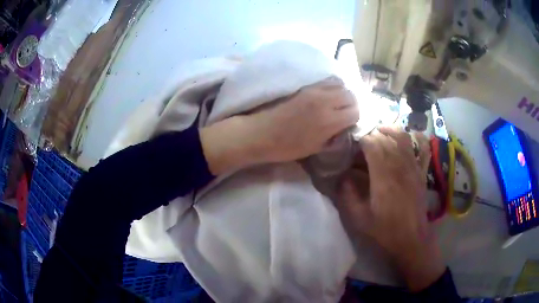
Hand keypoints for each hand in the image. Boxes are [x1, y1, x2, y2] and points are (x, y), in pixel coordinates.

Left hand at [200, 79, 358, 174]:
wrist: (261, 133)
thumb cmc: (287, 147)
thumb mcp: (316, 148)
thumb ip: (334, 136)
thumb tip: (344, 127)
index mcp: (329, 120)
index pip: (355, 111)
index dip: (355, 118)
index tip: (350, 123)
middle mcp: (325, 101)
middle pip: (350, 95)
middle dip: (352, 104)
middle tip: (345, 113)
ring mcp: (314, 91)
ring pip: (340, 85)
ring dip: (343, 94)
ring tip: (337, 104)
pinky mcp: (305, 87)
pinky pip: (326, 82)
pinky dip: (332, 88)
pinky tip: (327, 97)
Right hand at [336, 126, 444, 291]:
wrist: (411, 238)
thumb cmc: (385, 230)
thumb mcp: (359, 218)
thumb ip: (347, 196)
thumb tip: (342, 178)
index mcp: (383, 177)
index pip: (372, 145)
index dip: (361, 140)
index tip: (353, 143)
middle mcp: (399, 166)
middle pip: (386, 139)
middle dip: (372, 134)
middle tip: (362, 140)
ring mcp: (413, 167)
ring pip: (403, 138)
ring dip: (391, 130)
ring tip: (381, 130)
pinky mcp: (422, 172)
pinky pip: (424, 149)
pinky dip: (419, 138)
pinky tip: (412, 134)